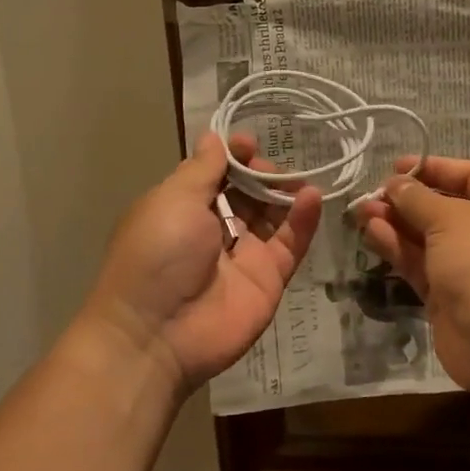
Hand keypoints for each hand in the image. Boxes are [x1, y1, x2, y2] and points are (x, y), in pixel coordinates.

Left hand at [84, 132, 321, 391]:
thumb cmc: (157, 254)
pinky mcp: (269, 278)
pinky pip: (290, 243)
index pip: (215, 174)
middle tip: (272, 168)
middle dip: (261, 174)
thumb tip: (213, 137)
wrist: (157, 333)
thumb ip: (202, 169)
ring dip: (285, 193)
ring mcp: (243, 254)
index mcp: (183, 207)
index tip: (249, 143)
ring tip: (298, 179)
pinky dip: (303, 220)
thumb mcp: (173, 200)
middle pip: (247, 192)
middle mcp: (214, 229)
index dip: (233, 157)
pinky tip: (312, 197)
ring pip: (272, 215)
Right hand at [352, 156, 469, 392]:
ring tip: (361, 211)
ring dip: (395, 222)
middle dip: (407, 199)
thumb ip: (417, 198)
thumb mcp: (451, 219)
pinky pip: (419, 263)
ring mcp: (469, 266)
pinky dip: (397, 248)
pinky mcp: (447, 295)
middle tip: (372, 193)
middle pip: (444, 206)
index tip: (396, 166)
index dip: (434, 168)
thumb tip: (395, 183)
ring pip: (426, 236)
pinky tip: (371, 232)